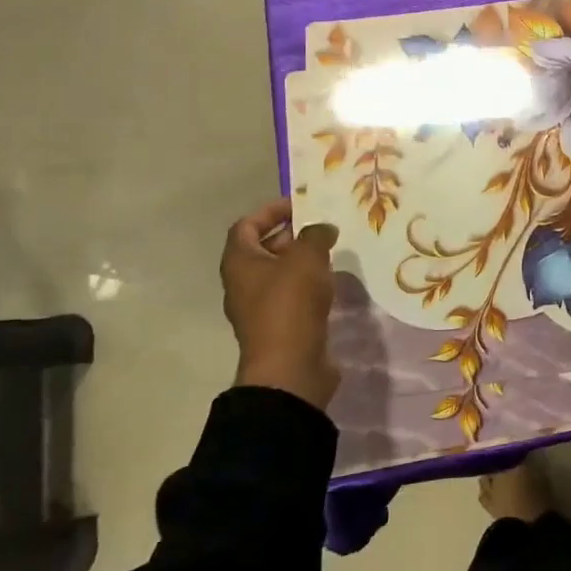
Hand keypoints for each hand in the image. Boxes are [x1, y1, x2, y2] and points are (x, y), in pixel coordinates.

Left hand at [220, 198, 340, 408]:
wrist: (289, 366)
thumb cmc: (290, 304)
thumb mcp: (307, 258)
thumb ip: (315, 235)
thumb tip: (322, 229)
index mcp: (239, 261)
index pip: (246, 225)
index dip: (270, 211)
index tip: (300, 204)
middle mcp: (243, 282)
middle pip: (262, 248)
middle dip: (290, 234)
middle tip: (321, 227)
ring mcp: (259, 307)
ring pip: (278, 273)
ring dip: (301, 260)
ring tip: (331, 252)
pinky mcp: (278, 325)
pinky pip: (290, 295)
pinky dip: (307, 284)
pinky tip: (330, 283)